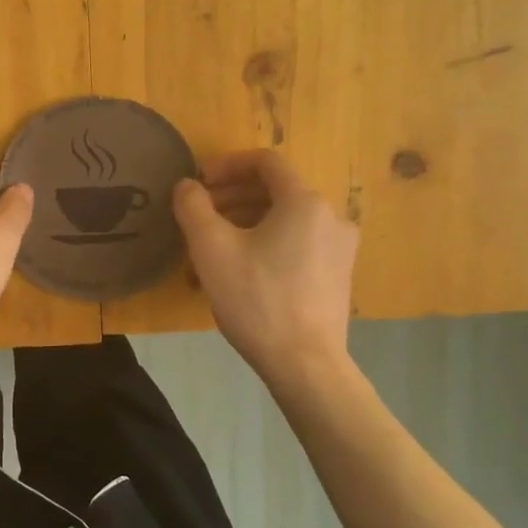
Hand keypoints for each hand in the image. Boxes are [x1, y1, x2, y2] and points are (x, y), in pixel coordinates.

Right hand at [172, 149, 358, 391]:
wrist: (305, 365)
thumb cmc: (256, 299)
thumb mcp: (211, 248)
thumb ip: (193, 206)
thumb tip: (188, 185)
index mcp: (305, 202)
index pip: (266, 162)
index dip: (227, 164)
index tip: (198, 182)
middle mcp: (331, 217)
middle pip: (275, 191)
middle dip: (232, 196)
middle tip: (199, 215)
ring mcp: (339, 249)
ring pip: (284, 219)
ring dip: (245, 222)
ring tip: (212, 247)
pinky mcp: (337, 276)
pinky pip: (297, 244)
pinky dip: (266, 243)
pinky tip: (240, 271)